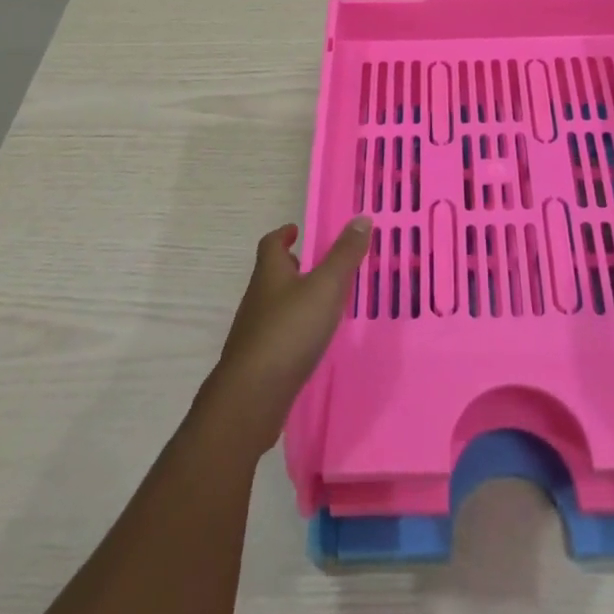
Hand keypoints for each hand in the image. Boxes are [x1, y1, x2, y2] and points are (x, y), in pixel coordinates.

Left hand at [200, 218, 371, 456]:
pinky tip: (310, 342)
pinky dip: (293, 330)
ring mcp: (254, 332)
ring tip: (320, 303)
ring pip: (274, 305)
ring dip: (293, 299)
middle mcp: (257, 298)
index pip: (271, 244)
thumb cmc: (290, 330)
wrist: (252, 396)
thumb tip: (361, 218)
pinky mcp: (258, 362)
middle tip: (314, 265)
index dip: (283, 234)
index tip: (295, 230)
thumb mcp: (326, 287)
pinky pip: (277, 335)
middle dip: (291, 266)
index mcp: (270, 273)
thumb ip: (344, 255)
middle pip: (271, 274)